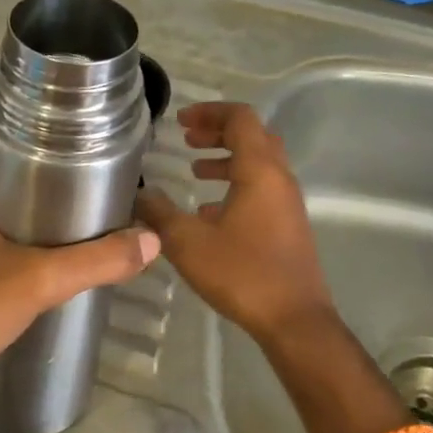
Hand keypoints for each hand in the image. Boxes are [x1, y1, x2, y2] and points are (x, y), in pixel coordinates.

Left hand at [0, 103, 161, 393]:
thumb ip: (96, 260)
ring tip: (79, 174)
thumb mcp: (35, 281)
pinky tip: (51, 218)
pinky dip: (13, 203)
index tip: (73, 108)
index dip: (28, 103)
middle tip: (87, 143)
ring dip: (26, 174)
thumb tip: (152, 241)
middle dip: (36, 139)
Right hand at [136, 102, 335, 345]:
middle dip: (218, 132)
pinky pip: (261, 189)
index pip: (241, 119)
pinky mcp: (287, 225)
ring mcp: (287, 203)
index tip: (180, 121)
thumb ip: (159, 214)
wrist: (294, 319)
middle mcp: (279, 179)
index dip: (210, 112)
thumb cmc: (242, 273)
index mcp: (260, 171)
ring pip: (259, 164)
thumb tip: (139, 194)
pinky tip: (208, 211)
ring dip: (227, 159)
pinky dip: (236, 185)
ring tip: (195, 169)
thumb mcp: (188, 242)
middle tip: (187, 138)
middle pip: (253, 136)